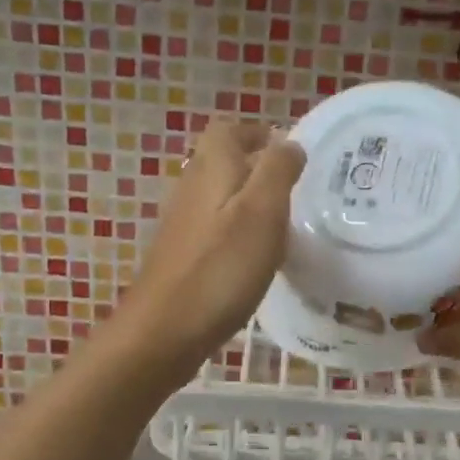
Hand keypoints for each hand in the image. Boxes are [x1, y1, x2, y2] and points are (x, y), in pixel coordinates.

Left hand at [102, 120, 304, 382]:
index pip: (227, 129)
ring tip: (282, 221)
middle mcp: (190, 187)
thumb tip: (288, 142)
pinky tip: (255, 256)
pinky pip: (214, 226)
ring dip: (247, 198)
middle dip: (255, 165)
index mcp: (211, 168)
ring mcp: (182, 223)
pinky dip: (236, 229)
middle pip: (221, 160)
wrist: (165, 330)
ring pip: (218, 195)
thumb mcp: (262, 211)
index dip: (256, 133)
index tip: (287, 151)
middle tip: (293, 187)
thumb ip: (277, 170)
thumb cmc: (221, 267)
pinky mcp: (182, 254)